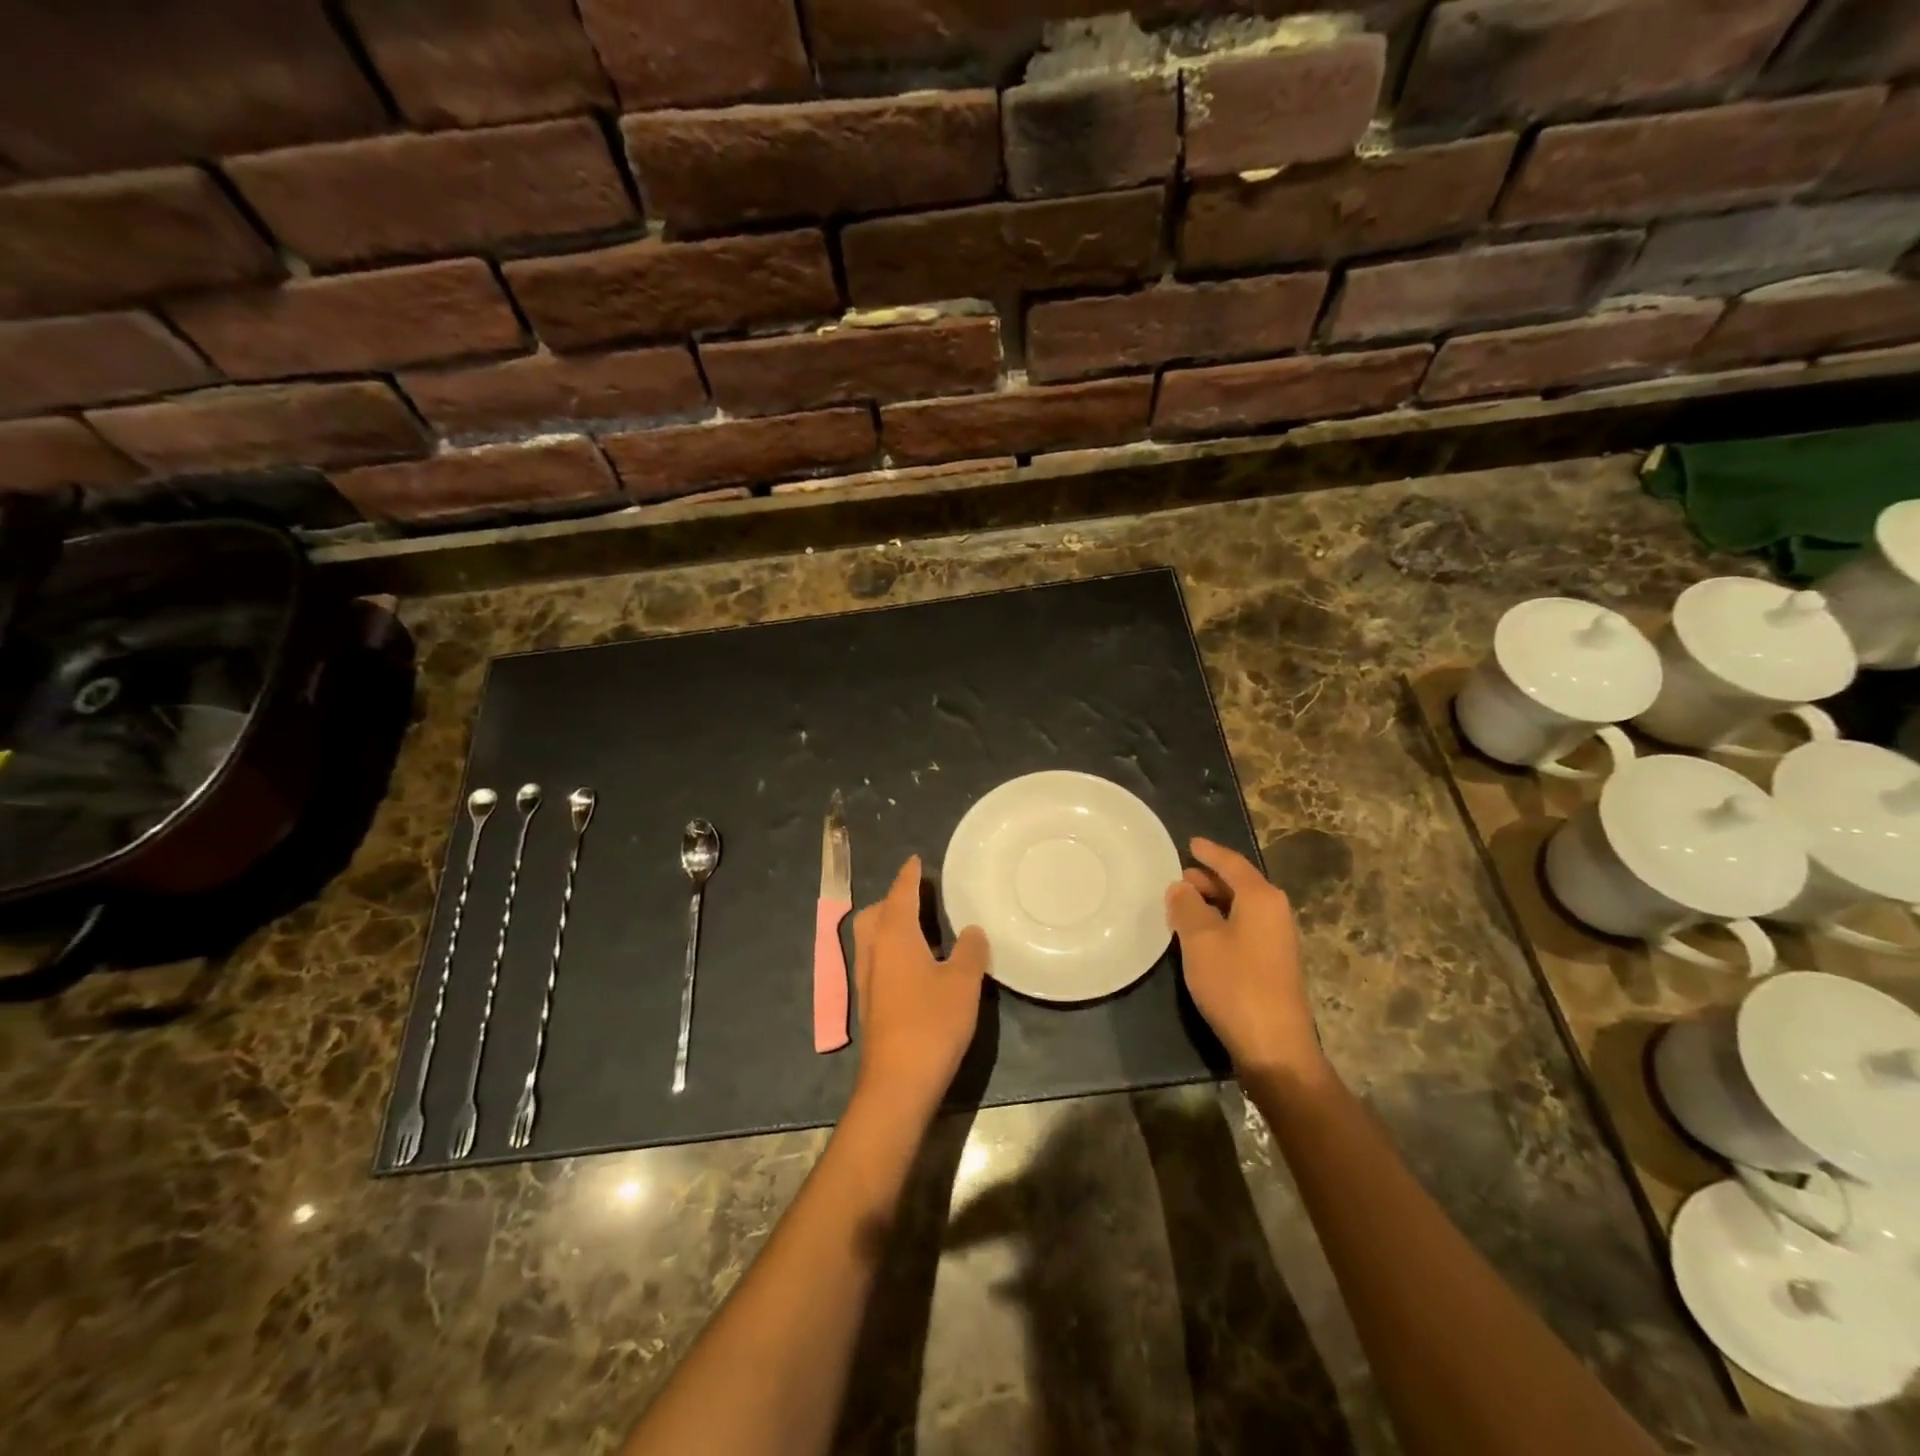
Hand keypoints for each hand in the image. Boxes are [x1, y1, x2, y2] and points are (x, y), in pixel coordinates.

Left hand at [851, 856, 988, 1117]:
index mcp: (893, 936)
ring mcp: (868, 980)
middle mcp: (874, 952)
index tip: (916, 860)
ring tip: (922, 928)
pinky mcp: (872, 1004)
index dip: (909, 876)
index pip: (899, 894)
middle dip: (893, 900)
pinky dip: (893, 950)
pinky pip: (879, 960)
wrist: (898, 1082)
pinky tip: (918, 966)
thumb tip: (973, 930)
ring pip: (873, 938)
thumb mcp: (963, 982)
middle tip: (920, 898)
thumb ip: (971, 951)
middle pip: (876, 914)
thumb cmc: (931, 1023)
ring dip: (891, 926)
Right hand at [1166, 837, 1324, 1078]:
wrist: (1274, 1045)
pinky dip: (1220, 922)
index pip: (1232, 863)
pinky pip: (1243, 928)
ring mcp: (1276, 940)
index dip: (1209, 852)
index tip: (1190, 843)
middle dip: (1209, 878)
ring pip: (1240, 908)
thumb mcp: (1200, 940)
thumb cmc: (1235, 983)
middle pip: (1239, 884)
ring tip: (1183, 902)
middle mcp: (1274, 912)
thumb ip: (1187, 907)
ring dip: (1213, 902)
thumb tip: (1181, 886)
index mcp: (1261, 898)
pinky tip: (1199, 935)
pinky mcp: (1272, 964)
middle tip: (1179, 876)